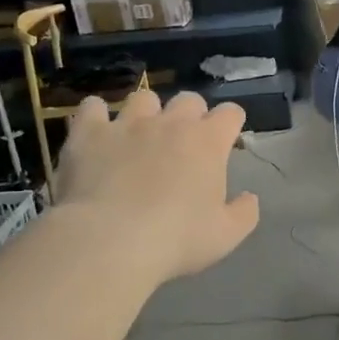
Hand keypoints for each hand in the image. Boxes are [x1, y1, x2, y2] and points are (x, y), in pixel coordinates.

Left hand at [57, 90, 259, 282]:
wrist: (110, 241)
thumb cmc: (176, 240)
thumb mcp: (225, 236)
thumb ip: (244, 213)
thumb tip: (249, 197)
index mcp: (208, 142)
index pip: (230, 113)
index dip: (230, 124)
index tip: (226, 142)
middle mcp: (171, 123)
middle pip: (189, 99)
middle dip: (191, 115)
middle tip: (184, 143)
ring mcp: (128, 124)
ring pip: (143, 98)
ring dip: (146, 112)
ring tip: (140, 136)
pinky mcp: (89, 133)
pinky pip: (93, 108)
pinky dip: (97, 117)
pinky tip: (98, 134)